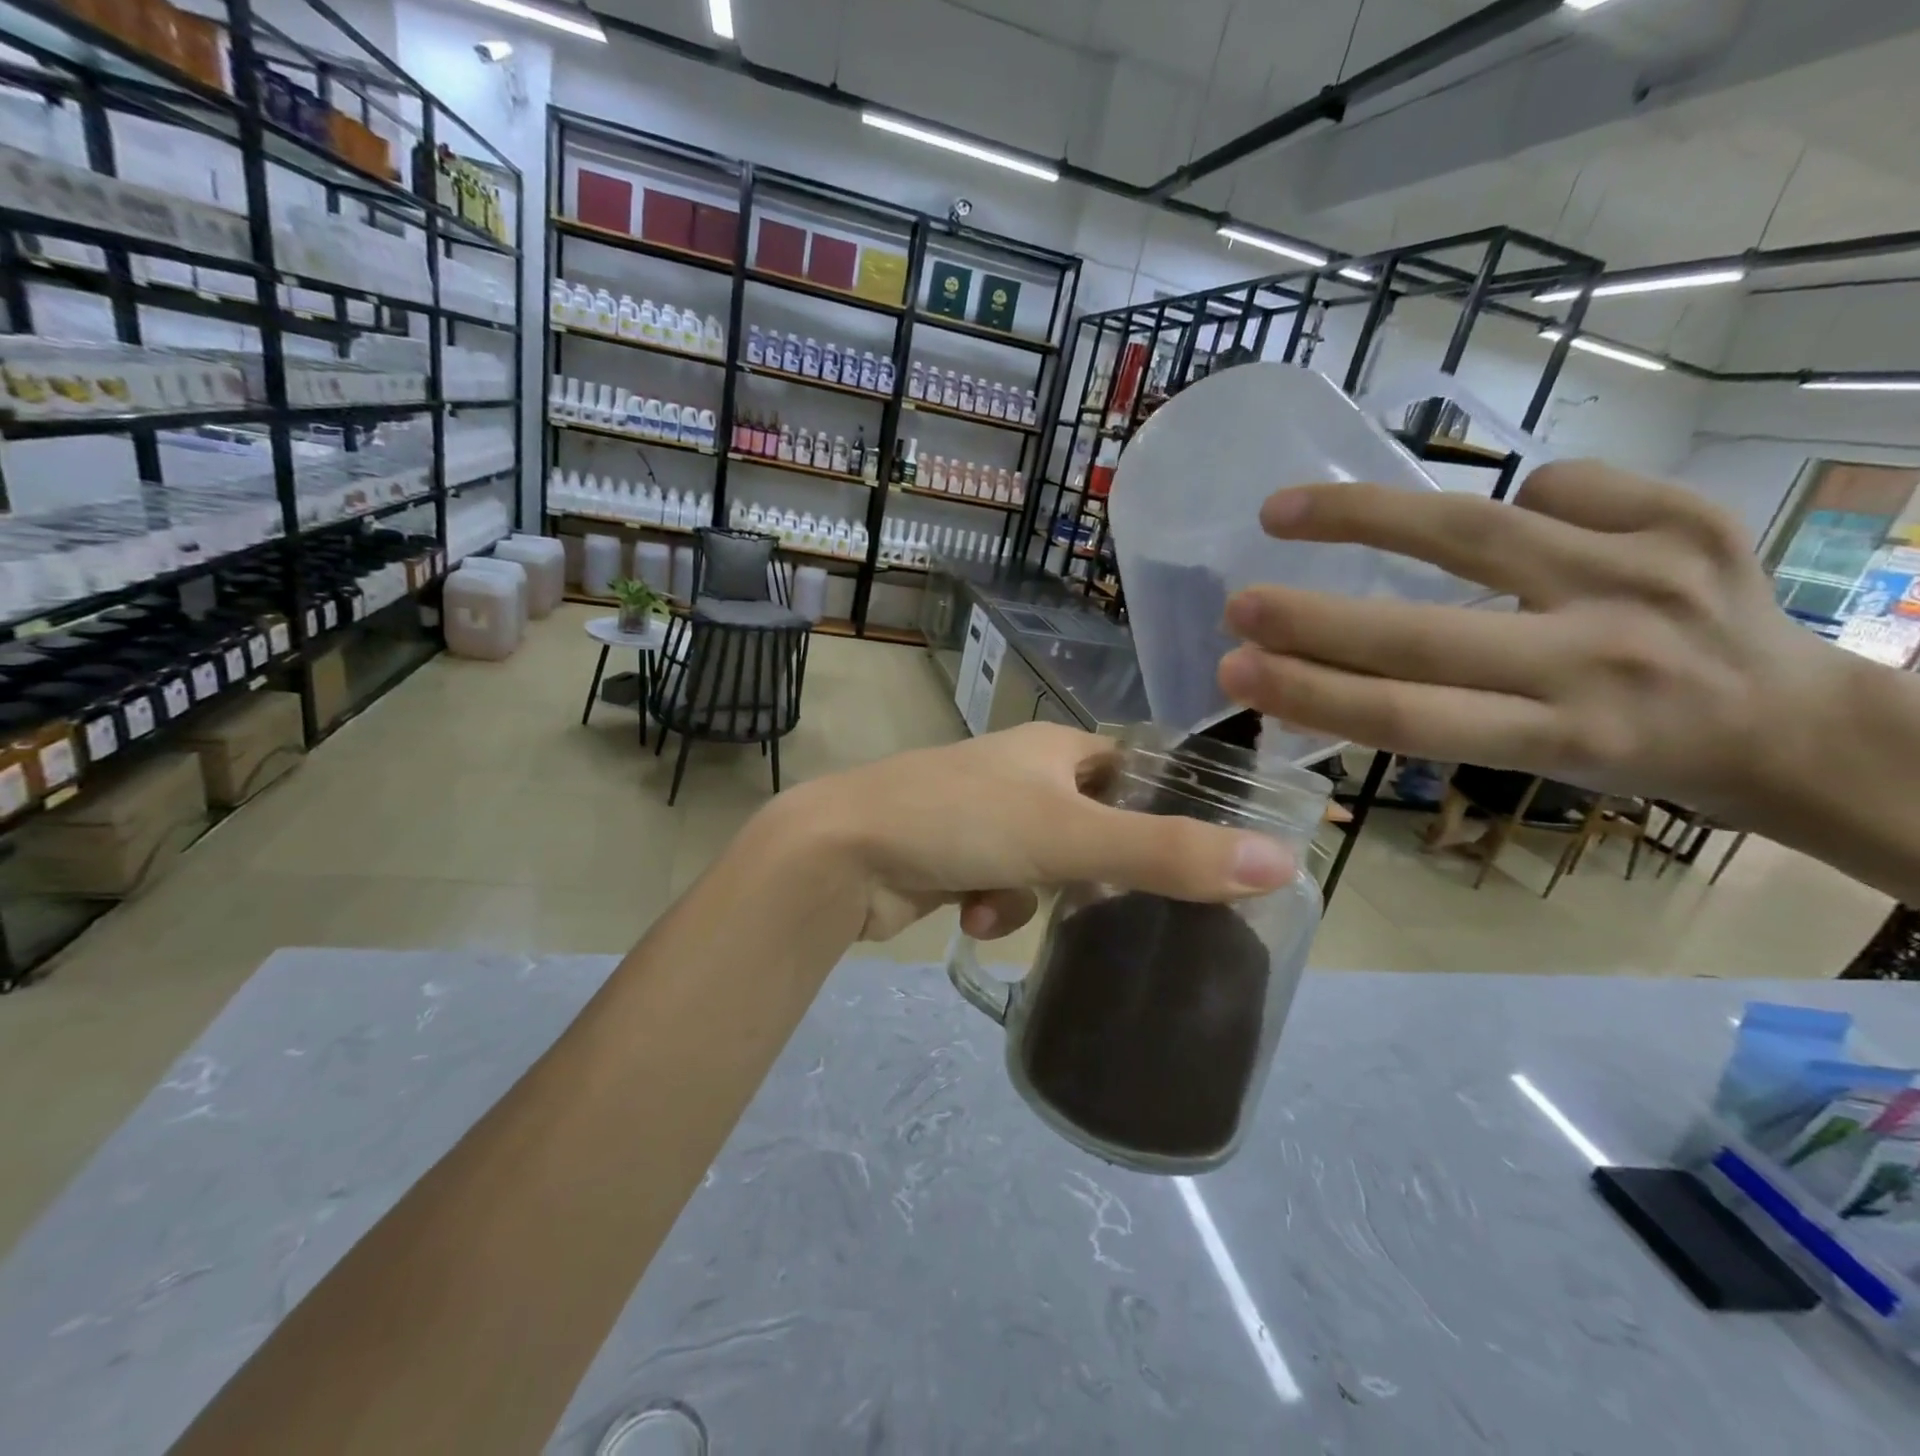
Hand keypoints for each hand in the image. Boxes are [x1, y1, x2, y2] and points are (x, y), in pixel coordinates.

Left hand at [766, 722, 1296, 942]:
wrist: (843, 853)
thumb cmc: (962, 822)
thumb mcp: (1072, 838)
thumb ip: (1169, 854)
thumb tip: (1281, 862)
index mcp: (1055, 748)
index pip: (1136, 770)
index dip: (1169, 809)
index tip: (1200, 860)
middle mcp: (1023, 773)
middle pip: (1095, 825)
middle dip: (1094, 871)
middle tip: (1106, 900)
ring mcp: (985, 814)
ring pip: (1049, 865)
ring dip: (1032, 896)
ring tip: (999, 903)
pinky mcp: (956, 854)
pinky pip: (1005, 886)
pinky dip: (995, 906)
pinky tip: (968, 916)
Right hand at [1215, 461, 1839, 817]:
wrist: (1802, 722)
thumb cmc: (1640, 758)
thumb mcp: (1534, 762)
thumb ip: (1436, 716)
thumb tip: (1318, 673)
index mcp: (1563, 735)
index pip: (1406, 715)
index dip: (1309, 692)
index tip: (1235, 672)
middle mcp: (1603, 656)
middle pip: (1423, 633)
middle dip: (1313, 619)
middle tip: (1237, 606)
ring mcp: (1648, 574)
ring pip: (1474, 530)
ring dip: (1363, 516)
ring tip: (1284, 510)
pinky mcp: (1689, 514)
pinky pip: (1560, 485)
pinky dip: (1516, 497)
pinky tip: (1511, 517)